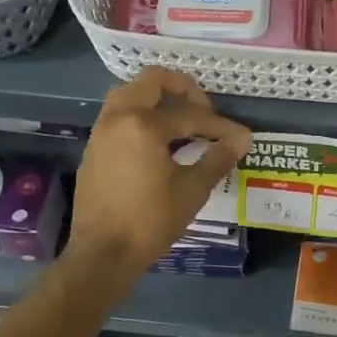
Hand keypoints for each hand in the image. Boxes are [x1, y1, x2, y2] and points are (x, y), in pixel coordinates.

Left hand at [70, 67, 252, 278]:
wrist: (102, 255)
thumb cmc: (150, 222)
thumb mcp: (192, 190)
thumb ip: (218, 158)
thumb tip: (243, 139)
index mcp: (143, 125)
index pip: (191, 115)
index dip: (221, 126)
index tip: (241, 137)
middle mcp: (118, 118)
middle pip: (151, 81)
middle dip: (183, 89)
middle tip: (203, 110)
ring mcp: (101, 132)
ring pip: (129, 94)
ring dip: (156, 99)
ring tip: (181, 121)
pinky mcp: (93, 149)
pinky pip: (118, 116)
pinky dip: (140, 116)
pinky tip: (158, 142)